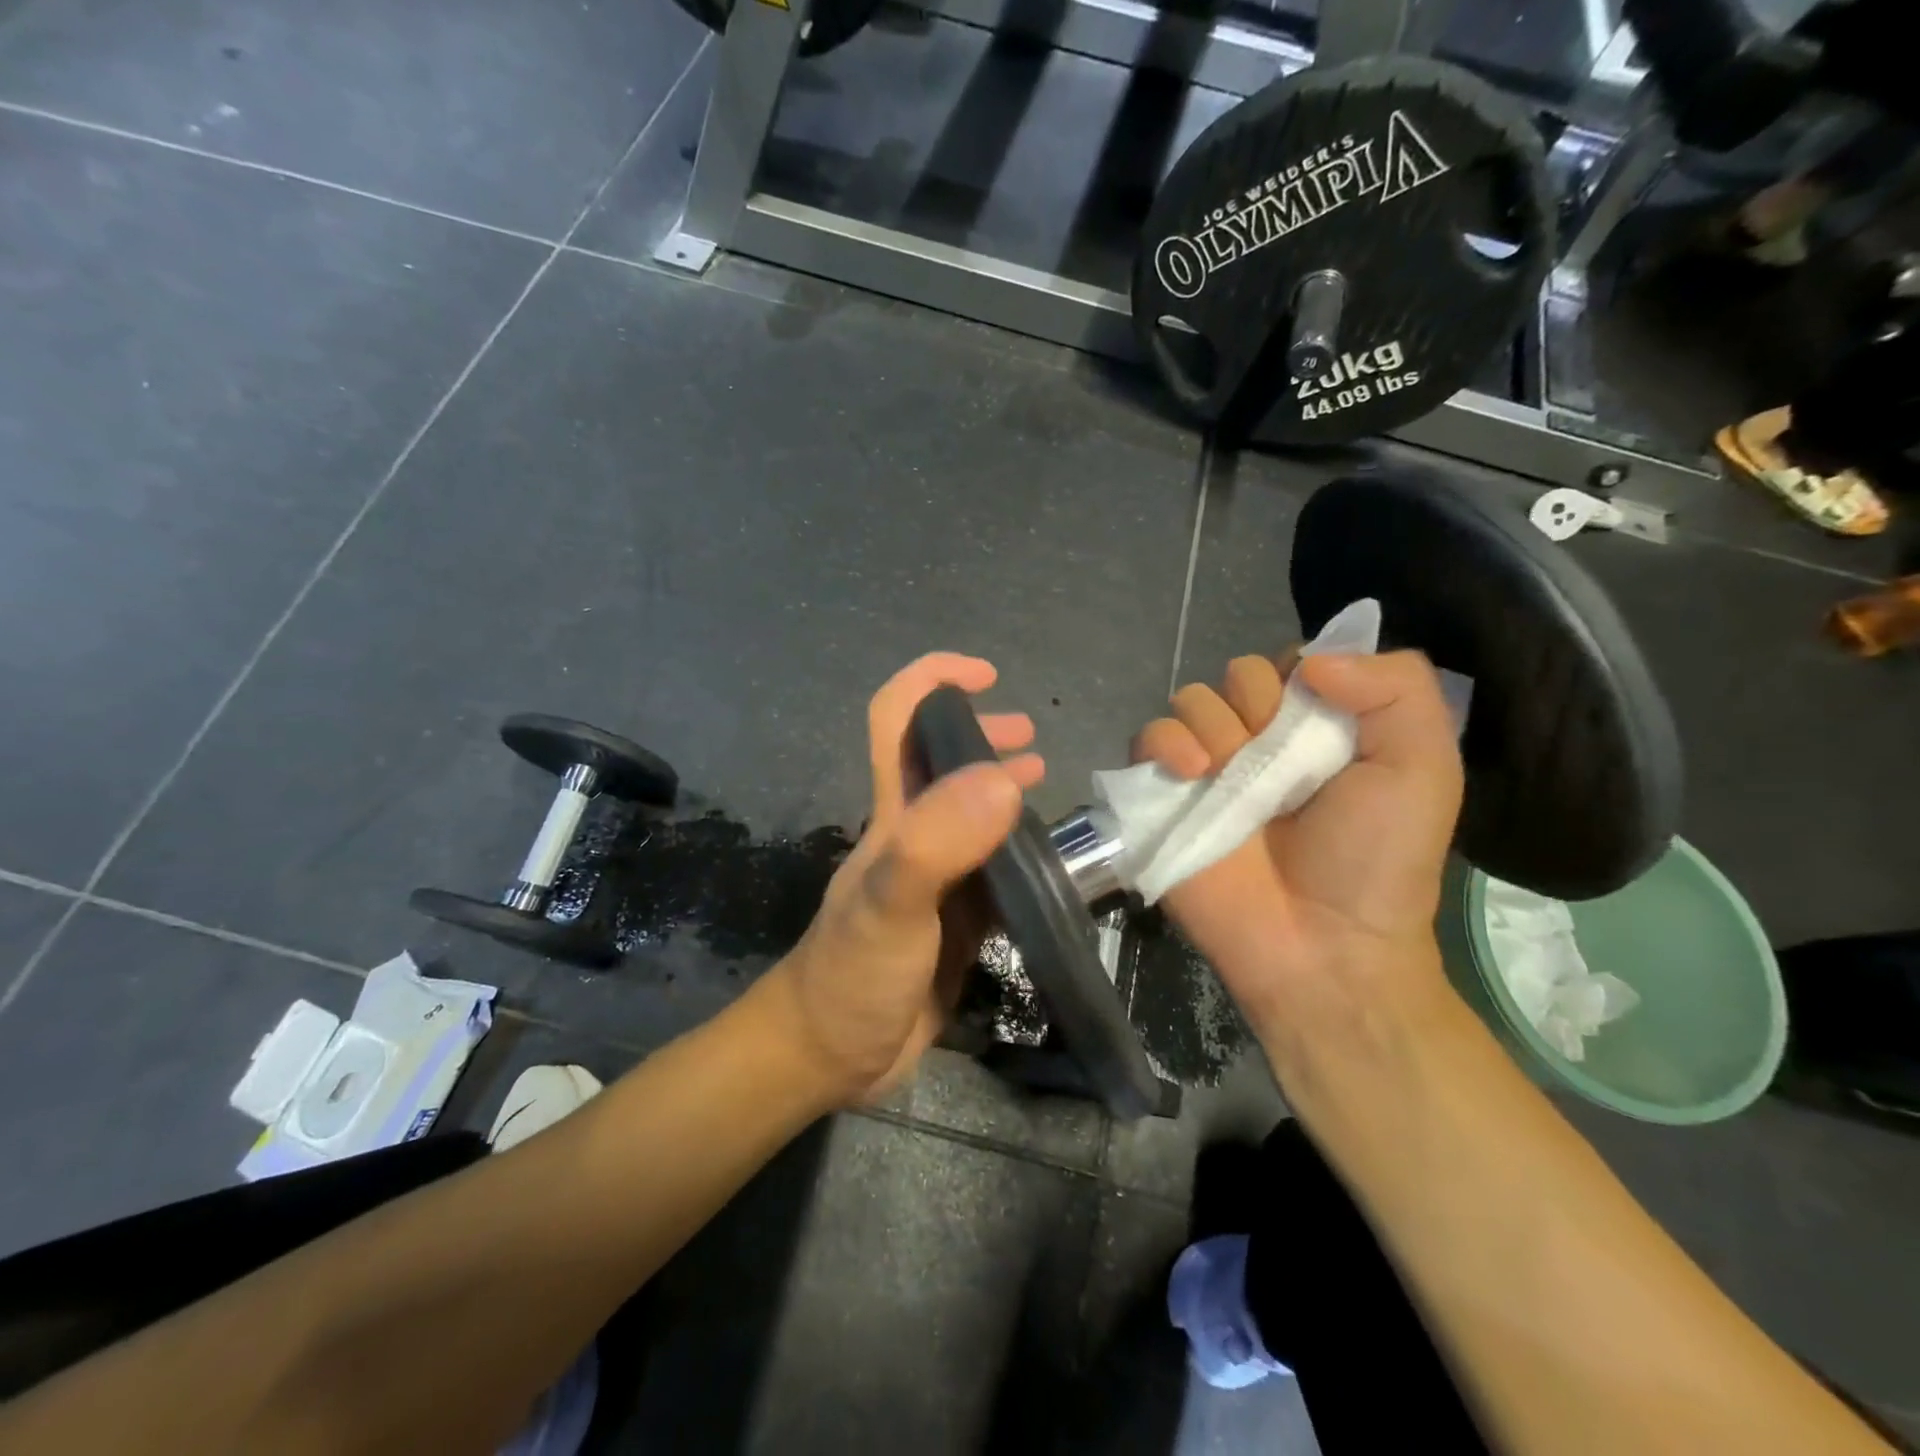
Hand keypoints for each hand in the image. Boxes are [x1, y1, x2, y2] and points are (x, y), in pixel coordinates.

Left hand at [768, 653, 1042, 1104]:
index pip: (898, 719)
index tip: (985, 675)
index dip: (933, 681)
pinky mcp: (955, 917)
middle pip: (940, 758)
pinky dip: (1020, 846)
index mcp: (892, 814)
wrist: (832, 1056)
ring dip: (1002, 784)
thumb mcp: (890, 905)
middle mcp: (913, 833)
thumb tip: (1002, 777)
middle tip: (1031, 737)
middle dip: (980, 731)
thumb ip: (938, 843)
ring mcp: (935, 876)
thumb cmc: (853, 975)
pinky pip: (992, 865)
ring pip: (971, 810)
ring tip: (1044, 777)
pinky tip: (1049, 858)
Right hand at [1134, 650, 1463, 1068]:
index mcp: (1319, 729)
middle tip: (1276, 755)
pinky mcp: (1163, 796)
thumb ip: (1396, 687)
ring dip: (1211, 724)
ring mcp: (1207, 768)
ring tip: (1227, 773)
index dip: (1300, 673)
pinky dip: (1163, 743)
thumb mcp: (1422, 767)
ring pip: (1190, 699)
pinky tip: (1191, 773)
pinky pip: (1145, 738)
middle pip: (1237, 674)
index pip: (1293, 661)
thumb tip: (1313, 660)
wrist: (1319, 946)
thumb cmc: (1375, 860)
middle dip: (1256, 702)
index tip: (1316, 708)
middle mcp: (1260, 741)